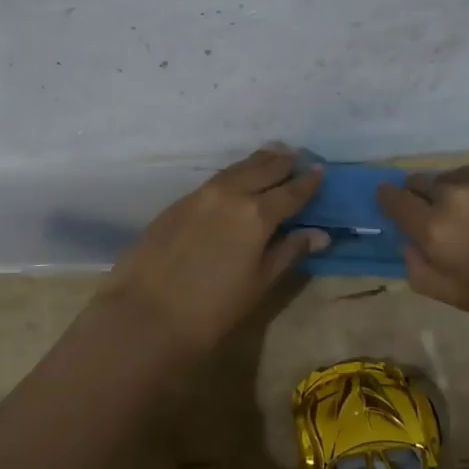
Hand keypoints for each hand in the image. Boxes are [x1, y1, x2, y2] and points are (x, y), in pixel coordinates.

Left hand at [99, 146, 327, 353]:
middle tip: (298, 155)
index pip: (291, 191)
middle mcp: (231, 194)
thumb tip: (319, 234)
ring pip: (236, 169)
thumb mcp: (259, 283)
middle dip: (283, 162)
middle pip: (263, 169)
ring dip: (257, 161)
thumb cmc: (213, 309)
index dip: (308, 182)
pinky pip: (215, 179)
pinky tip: (236, 178)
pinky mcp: (179, 202)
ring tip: (272, 154)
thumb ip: (288, 251)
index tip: (321, 171)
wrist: (148, 314)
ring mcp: (201, 195)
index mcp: (257, 214)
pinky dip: (233, 173)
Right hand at [375, 152, 468, 332]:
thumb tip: (407, 243)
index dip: (390, 199)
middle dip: (430, 196)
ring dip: (467, 190)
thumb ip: (420, 270)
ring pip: (464, 173)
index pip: (394, 198)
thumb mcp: (459, 298)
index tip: (394, 202)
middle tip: (452, 217)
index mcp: (436, 226)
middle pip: (426, 181)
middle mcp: (458, 190)